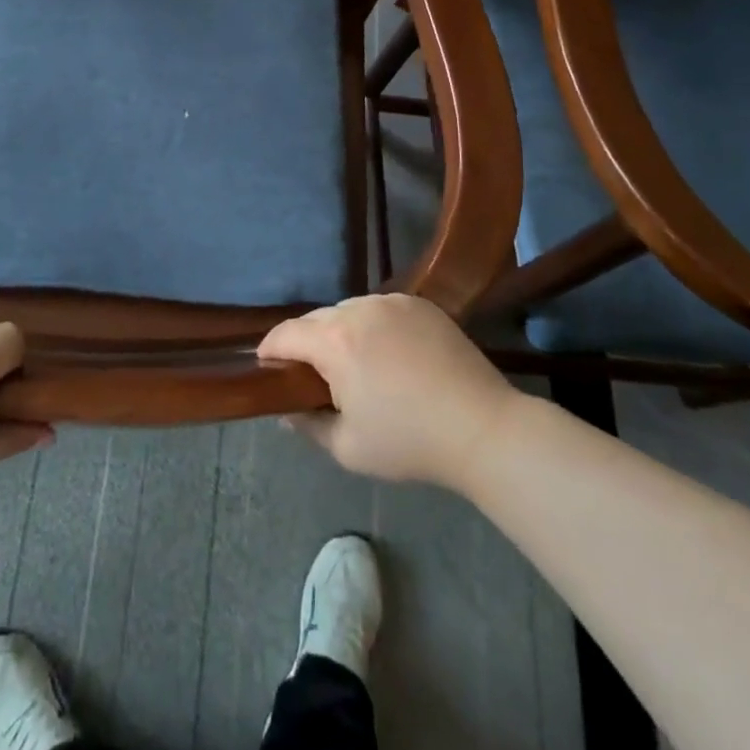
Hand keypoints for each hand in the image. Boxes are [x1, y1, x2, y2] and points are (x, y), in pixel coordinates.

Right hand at [257, 294, 514, 489]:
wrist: (482, 427)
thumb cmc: (409, 442)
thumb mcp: (347, 447)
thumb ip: (308, 425)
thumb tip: (286, 410)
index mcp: (335, 342)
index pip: (285, 334)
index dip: (269, 351)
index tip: (267, 369)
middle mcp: (358, 309)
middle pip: (316, 319)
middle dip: (306, 344)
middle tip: (312, 376)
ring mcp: (392, 302)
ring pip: (348, 310)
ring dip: (340, 332)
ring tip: (353, 364)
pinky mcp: (419, 303)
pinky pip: (380, 309)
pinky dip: (372, 326)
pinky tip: (387, 354)